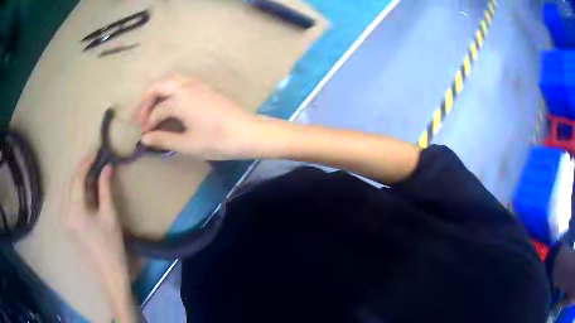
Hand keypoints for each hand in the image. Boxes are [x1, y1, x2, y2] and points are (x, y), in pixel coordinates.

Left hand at [64, 154, 134, 320]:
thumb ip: (105, 189)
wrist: (107, 273)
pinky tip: (84, 191)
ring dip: (77, 179)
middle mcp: (65, 212)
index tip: (96, 151)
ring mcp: (64, 220)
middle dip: (81, 169)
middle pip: (70, 182)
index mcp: (75, 210)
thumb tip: (106, 167)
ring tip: (90, 174)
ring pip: (66, 190)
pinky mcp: (66, 225)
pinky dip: (74, 190)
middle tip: (95, 162)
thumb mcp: (110, 216)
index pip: (77, 178)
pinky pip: (67, 200)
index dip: (86, 162)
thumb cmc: (111, 246)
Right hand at [135, 77, 261, 159]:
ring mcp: (197, 84)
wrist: (248, 132)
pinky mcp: (205, 87)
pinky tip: (170, 104)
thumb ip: (163, 139)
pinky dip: (170, 91)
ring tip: (152, 110)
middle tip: (140, 117)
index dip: (148, 124)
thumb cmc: (217, 140)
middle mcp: (185, 86)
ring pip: (170, 81)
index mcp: (179, 99)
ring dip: (158, 93)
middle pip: (158, 86)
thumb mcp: (187, 144)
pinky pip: (181, 83)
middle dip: (146, 101)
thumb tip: (145, 138)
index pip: (157, 111)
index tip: (144, 136)